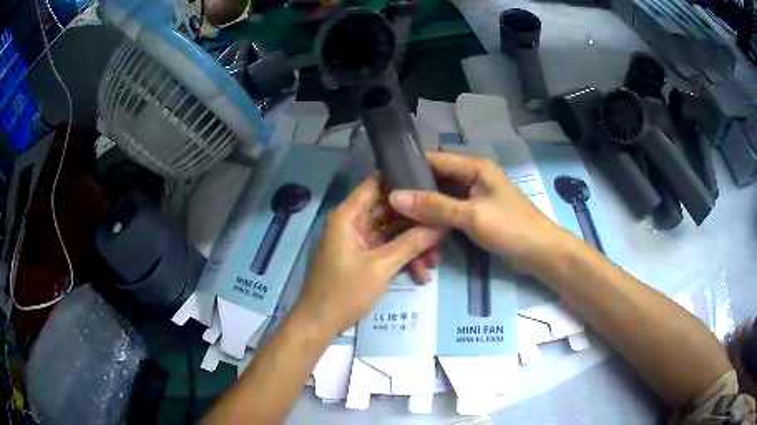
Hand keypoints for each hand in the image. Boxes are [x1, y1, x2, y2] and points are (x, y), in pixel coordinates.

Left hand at [295, 176, 444, 333]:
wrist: (320, 323)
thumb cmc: (344, 292)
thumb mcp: (380, 267)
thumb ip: (411, 243)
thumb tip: (441, 224)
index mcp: (349, 216)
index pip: (376, 183)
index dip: (402, 179)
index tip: (430, 183)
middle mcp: (354, 223)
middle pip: (389, 210)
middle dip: (416, 221)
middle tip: (443, 227)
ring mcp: (359, 241)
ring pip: (392, 232)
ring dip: (413, 244)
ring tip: (435, 259)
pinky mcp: (364, 257)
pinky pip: (388, 249)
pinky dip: (403, 258)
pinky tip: (421, 273)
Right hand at [389, 151, 568, 274]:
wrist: (542, 254)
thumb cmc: (512, 229)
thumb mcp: (472, 216)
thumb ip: (434, 206)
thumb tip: (395, 197)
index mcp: (474, 167)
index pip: (433, 160)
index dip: (408, 168)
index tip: (382, 182)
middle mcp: (473, 177)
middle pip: (436, 180)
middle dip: (414, 193)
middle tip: (387, 208)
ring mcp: (474, 197)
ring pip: (441, 198)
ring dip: (425, 210)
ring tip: (399, 221)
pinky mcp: (476, 215)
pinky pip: (450, 213)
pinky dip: (437, 221)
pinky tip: (421, 231)